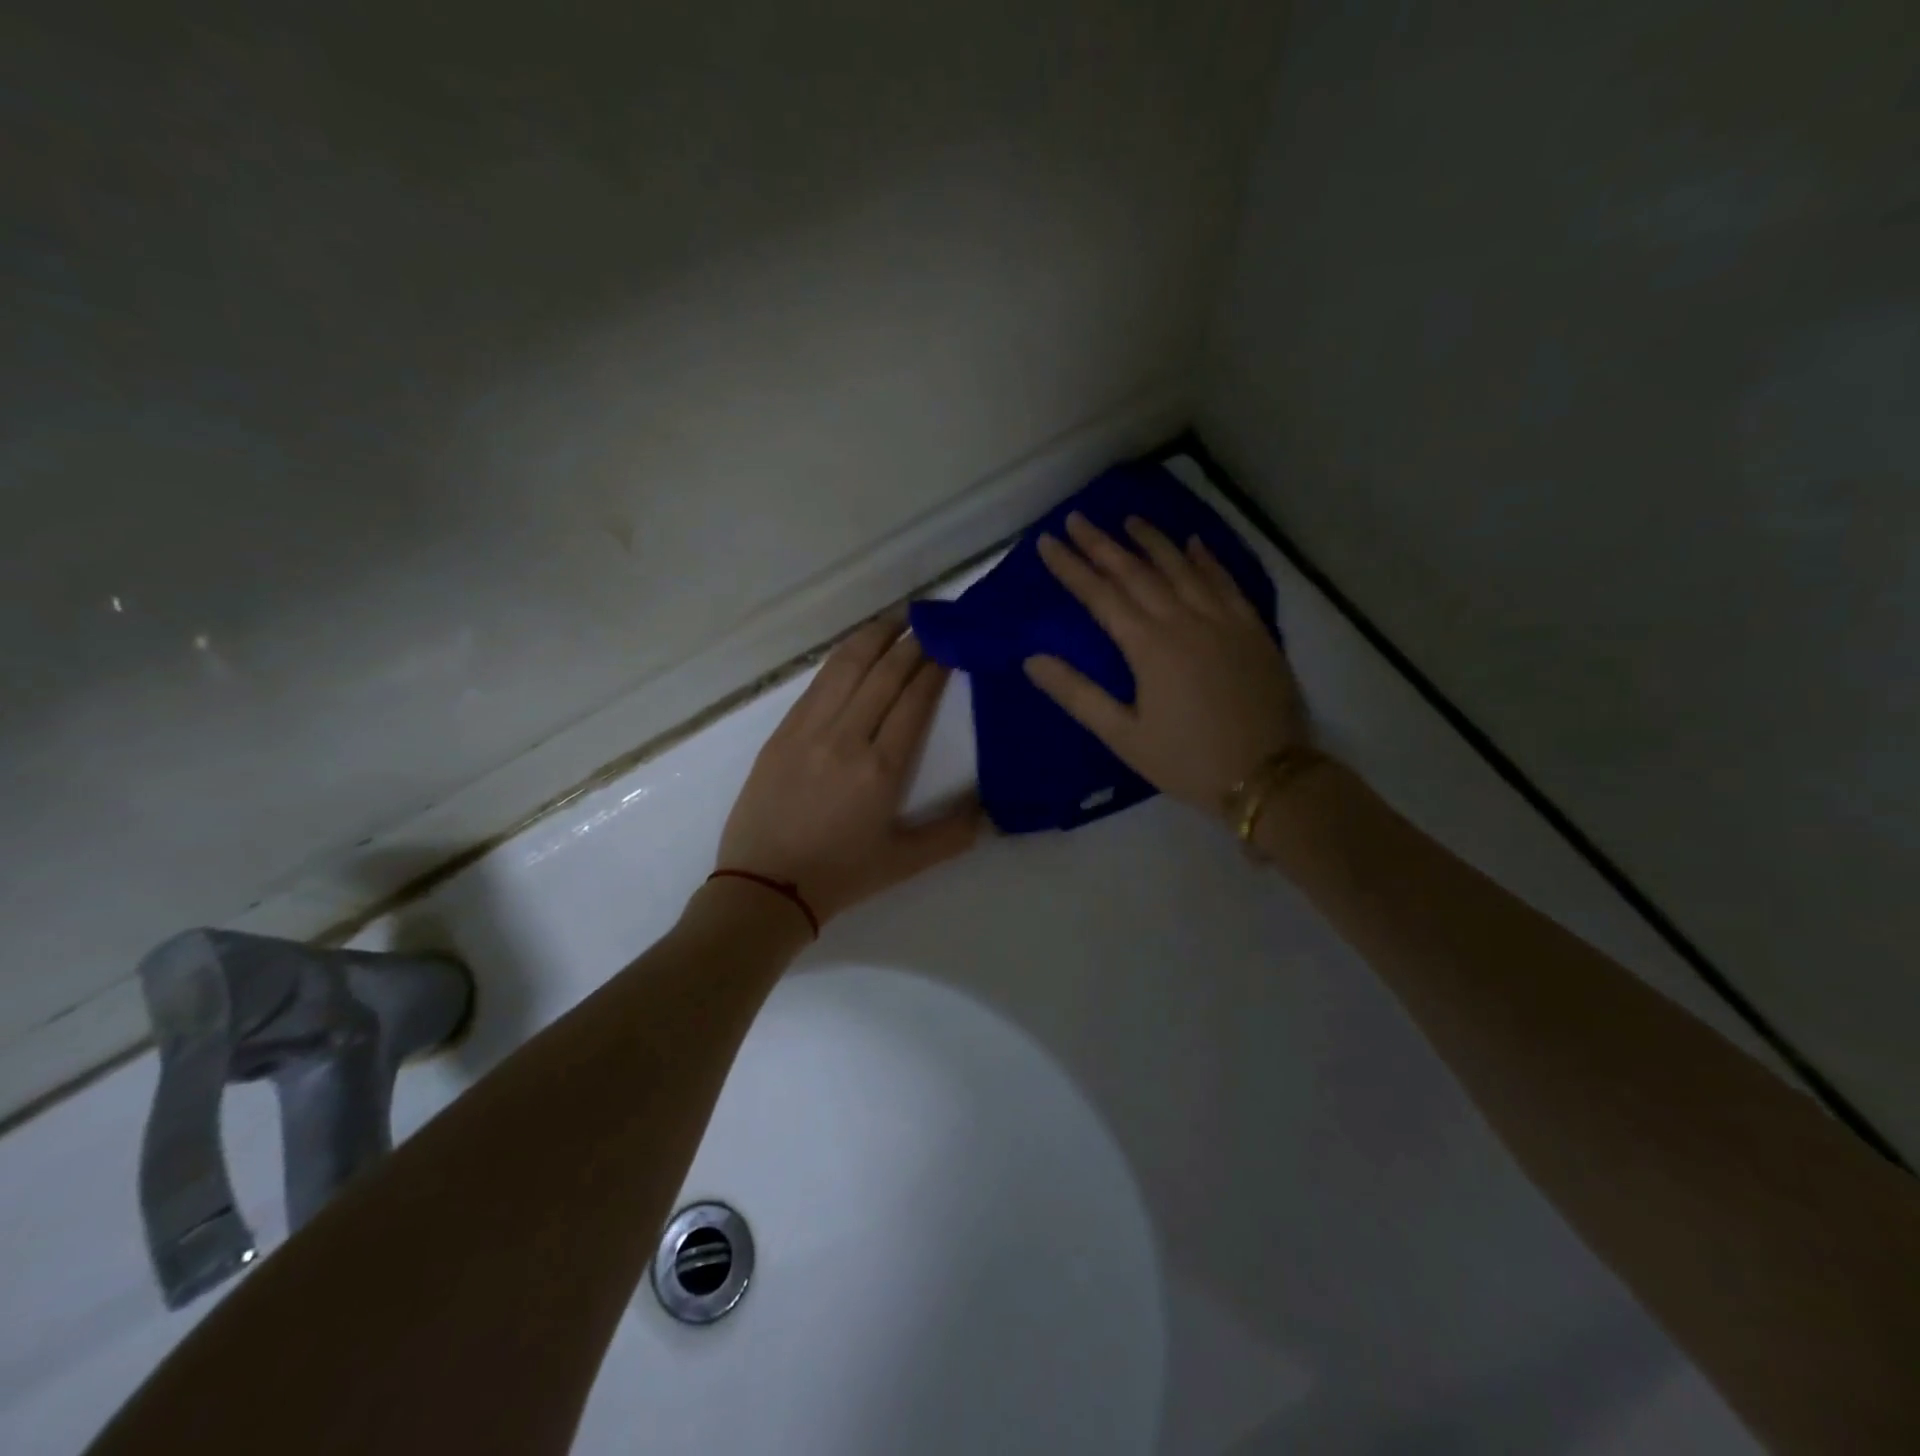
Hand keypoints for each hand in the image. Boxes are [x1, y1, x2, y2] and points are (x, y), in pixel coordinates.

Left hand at [716, 614, 983, 924]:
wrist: (764, 887)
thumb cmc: (840, 875)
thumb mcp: (905, 862)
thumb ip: (953, 834)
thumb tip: (990, 811)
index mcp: (881, 768)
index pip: (914, 699)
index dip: (935, 666)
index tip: (951, 644)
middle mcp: (847, 737)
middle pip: (884, 673)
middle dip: (912, 641)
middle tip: (932, 620)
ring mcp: (809, 729)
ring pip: (847, 666)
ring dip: (875, 636)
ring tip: (897, 618)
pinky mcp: (782, 731)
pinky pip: (818, 682)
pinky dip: (842, 657)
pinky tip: (856, 648)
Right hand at [1023, 512, 1308, 817]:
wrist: (1268, 776)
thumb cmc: (1187, 760)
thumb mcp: (1124, 736)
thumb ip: (1078, 694)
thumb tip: (1033, 659)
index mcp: (1149, 646)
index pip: (1101, 595)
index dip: (1071, 567)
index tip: (1047, 541)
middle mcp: (1185, 620)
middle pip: (1137, 572)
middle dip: (1102, 544)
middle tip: (1077, 518)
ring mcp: (1223, 620)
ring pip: (1182, 567)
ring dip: (1152, 541)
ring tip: (1129, 520)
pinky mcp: (1252, 629)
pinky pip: (1226, 581)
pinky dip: (1206, 559)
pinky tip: (1194, 543)